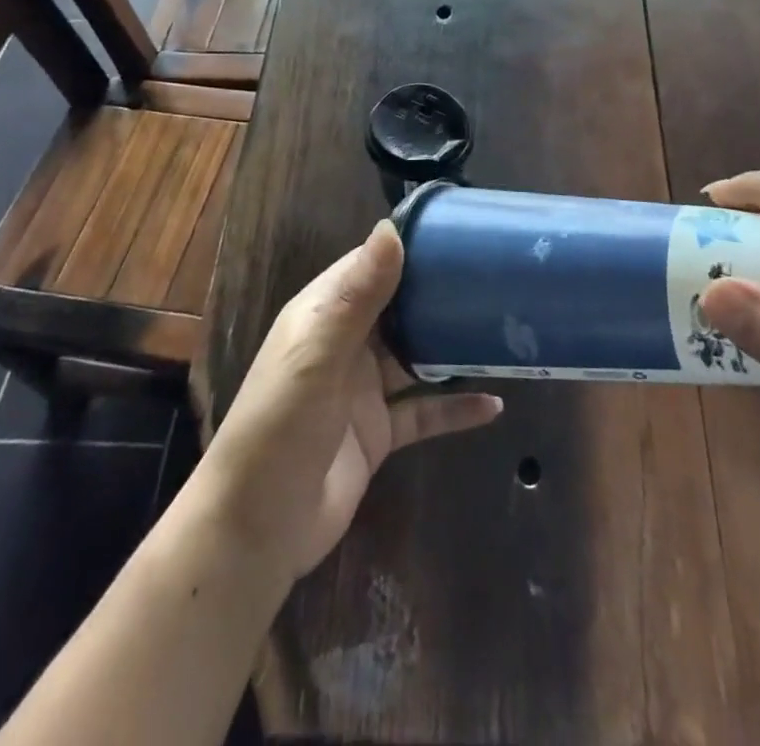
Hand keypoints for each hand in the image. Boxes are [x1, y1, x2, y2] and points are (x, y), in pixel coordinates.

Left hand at [193, 220, 503, 582]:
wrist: (256, 530)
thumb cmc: (280, 426)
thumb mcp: (318, 355)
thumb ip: (357, 296)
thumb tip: (391, 229)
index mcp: (323, 314)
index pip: (369, 266)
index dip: (408, 249)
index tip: (459, 234)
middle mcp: (344, 344)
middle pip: (399, 309)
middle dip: (439, 295)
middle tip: (496, 281)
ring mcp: (362, 390)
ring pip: (416, 358)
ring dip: (452, 348)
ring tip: (503, 333)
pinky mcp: (378, 433)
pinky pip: (424, 412)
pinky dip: (455, 407)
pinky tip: (494, 405)